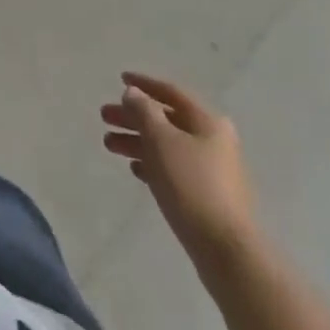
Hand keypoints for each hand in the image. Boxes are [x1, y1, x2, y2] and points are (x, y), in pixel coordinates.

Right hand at [101, 71, 257, 266]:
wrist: (225, 250)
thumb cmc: (191, 184)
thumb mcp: (160, 139)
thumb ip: (143, 111)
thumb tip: (133, 93)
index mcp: (207, 122)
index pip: (171, 93)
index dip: (144, 84)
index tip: (120, 79)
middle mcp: (213, 141)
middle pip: (166, 120)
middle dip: (133, 117)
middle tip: (105, 117)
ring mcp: (212, 170)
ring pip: (167, 145)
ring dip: (138, 141)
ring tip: (109, 145)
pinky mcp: (207, 196)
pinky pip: (173, 169)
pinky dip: (152, 163)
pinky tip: (135, 168)